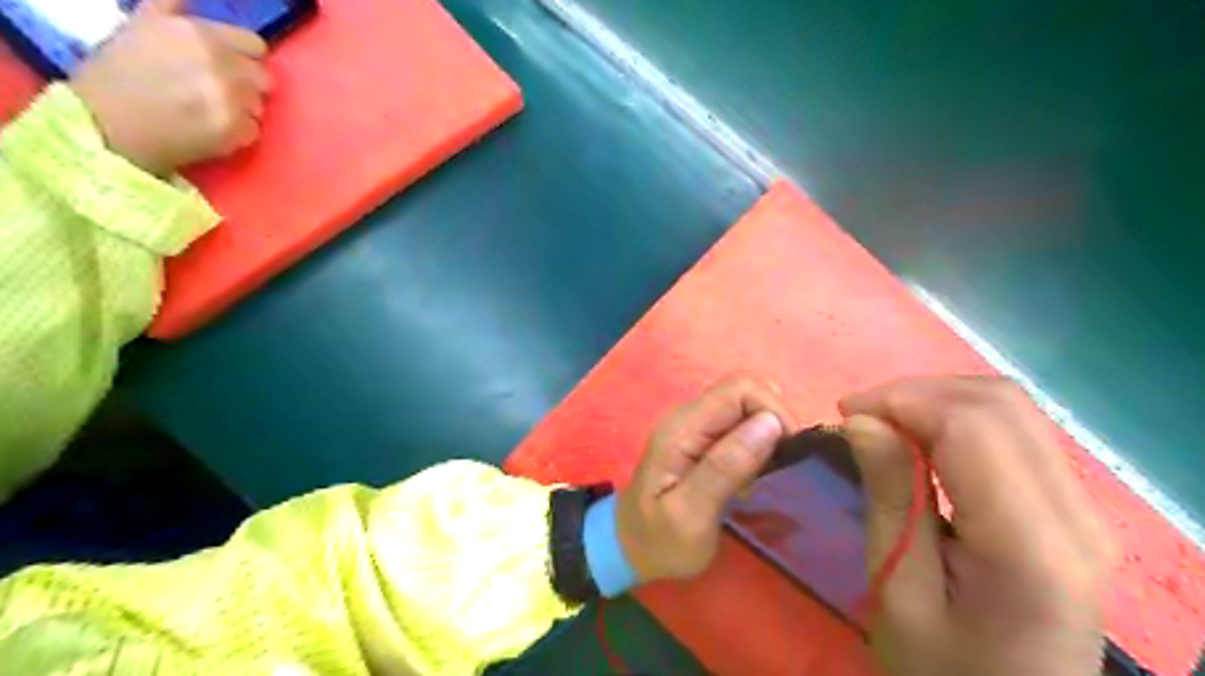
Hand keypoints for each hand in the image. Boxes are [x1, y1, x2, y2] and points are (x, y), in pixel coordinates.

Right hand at [69, 0, 272, 174]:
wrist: (106, 124)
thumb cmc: (119, 73)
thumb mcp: (141, 26)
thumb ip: (173, 10)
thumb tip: (190, 0)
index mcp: (199, 35)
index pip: (255, 45)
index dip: (244, 56)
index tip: (231, 65)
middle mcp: (221, 65)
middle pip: (263, 77)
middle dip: (247, 84)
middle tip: (220, 91)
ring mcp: (232, 100)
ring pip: (260, 105)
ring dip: (243, 109)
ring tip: (211, 110)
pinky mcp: (237, 131)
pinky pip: (254, 130)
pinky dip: (238, 132)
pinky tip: (211, 129)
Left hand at [622, 378, 798, 583]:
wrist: (628, 548)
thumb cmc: (658, 540)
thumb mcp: (691, 515)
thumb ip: (725, 468)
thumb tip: (770, 423)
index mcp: (683, 428)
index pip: (739, 388)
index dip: (773, 411)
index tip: (789, 453)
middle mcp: (689, 416)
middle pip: (745, 391)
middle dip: (775, 420)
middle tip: (785, 465)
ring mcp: (695, 426)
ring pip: (746, 406)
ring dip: (770, 432)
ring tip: (774, 472)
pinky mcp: (703, 439)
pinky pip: (740, 424)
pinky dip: (760, 442)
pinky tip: (760, 473)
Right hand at [840, 378, 1109, 674]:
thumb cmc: (942, 669)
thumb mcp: (898, 591)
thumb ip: (890, 498)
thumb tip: (863, 420)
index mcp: (1031, 546)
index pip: (974, 425)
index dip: (903, 399)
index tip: (845, 413)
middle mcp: (1076, 517)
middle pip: (1000, 403)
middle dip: (919, 392)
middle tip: (861, 417)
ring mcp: (1083, 512)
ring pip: (1011, 410)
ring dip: (937, 402)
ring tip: (886, 426)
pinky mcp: (1071, 512)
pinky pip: (1016, 435)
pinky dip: (958, 421)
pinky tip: (922, 443)